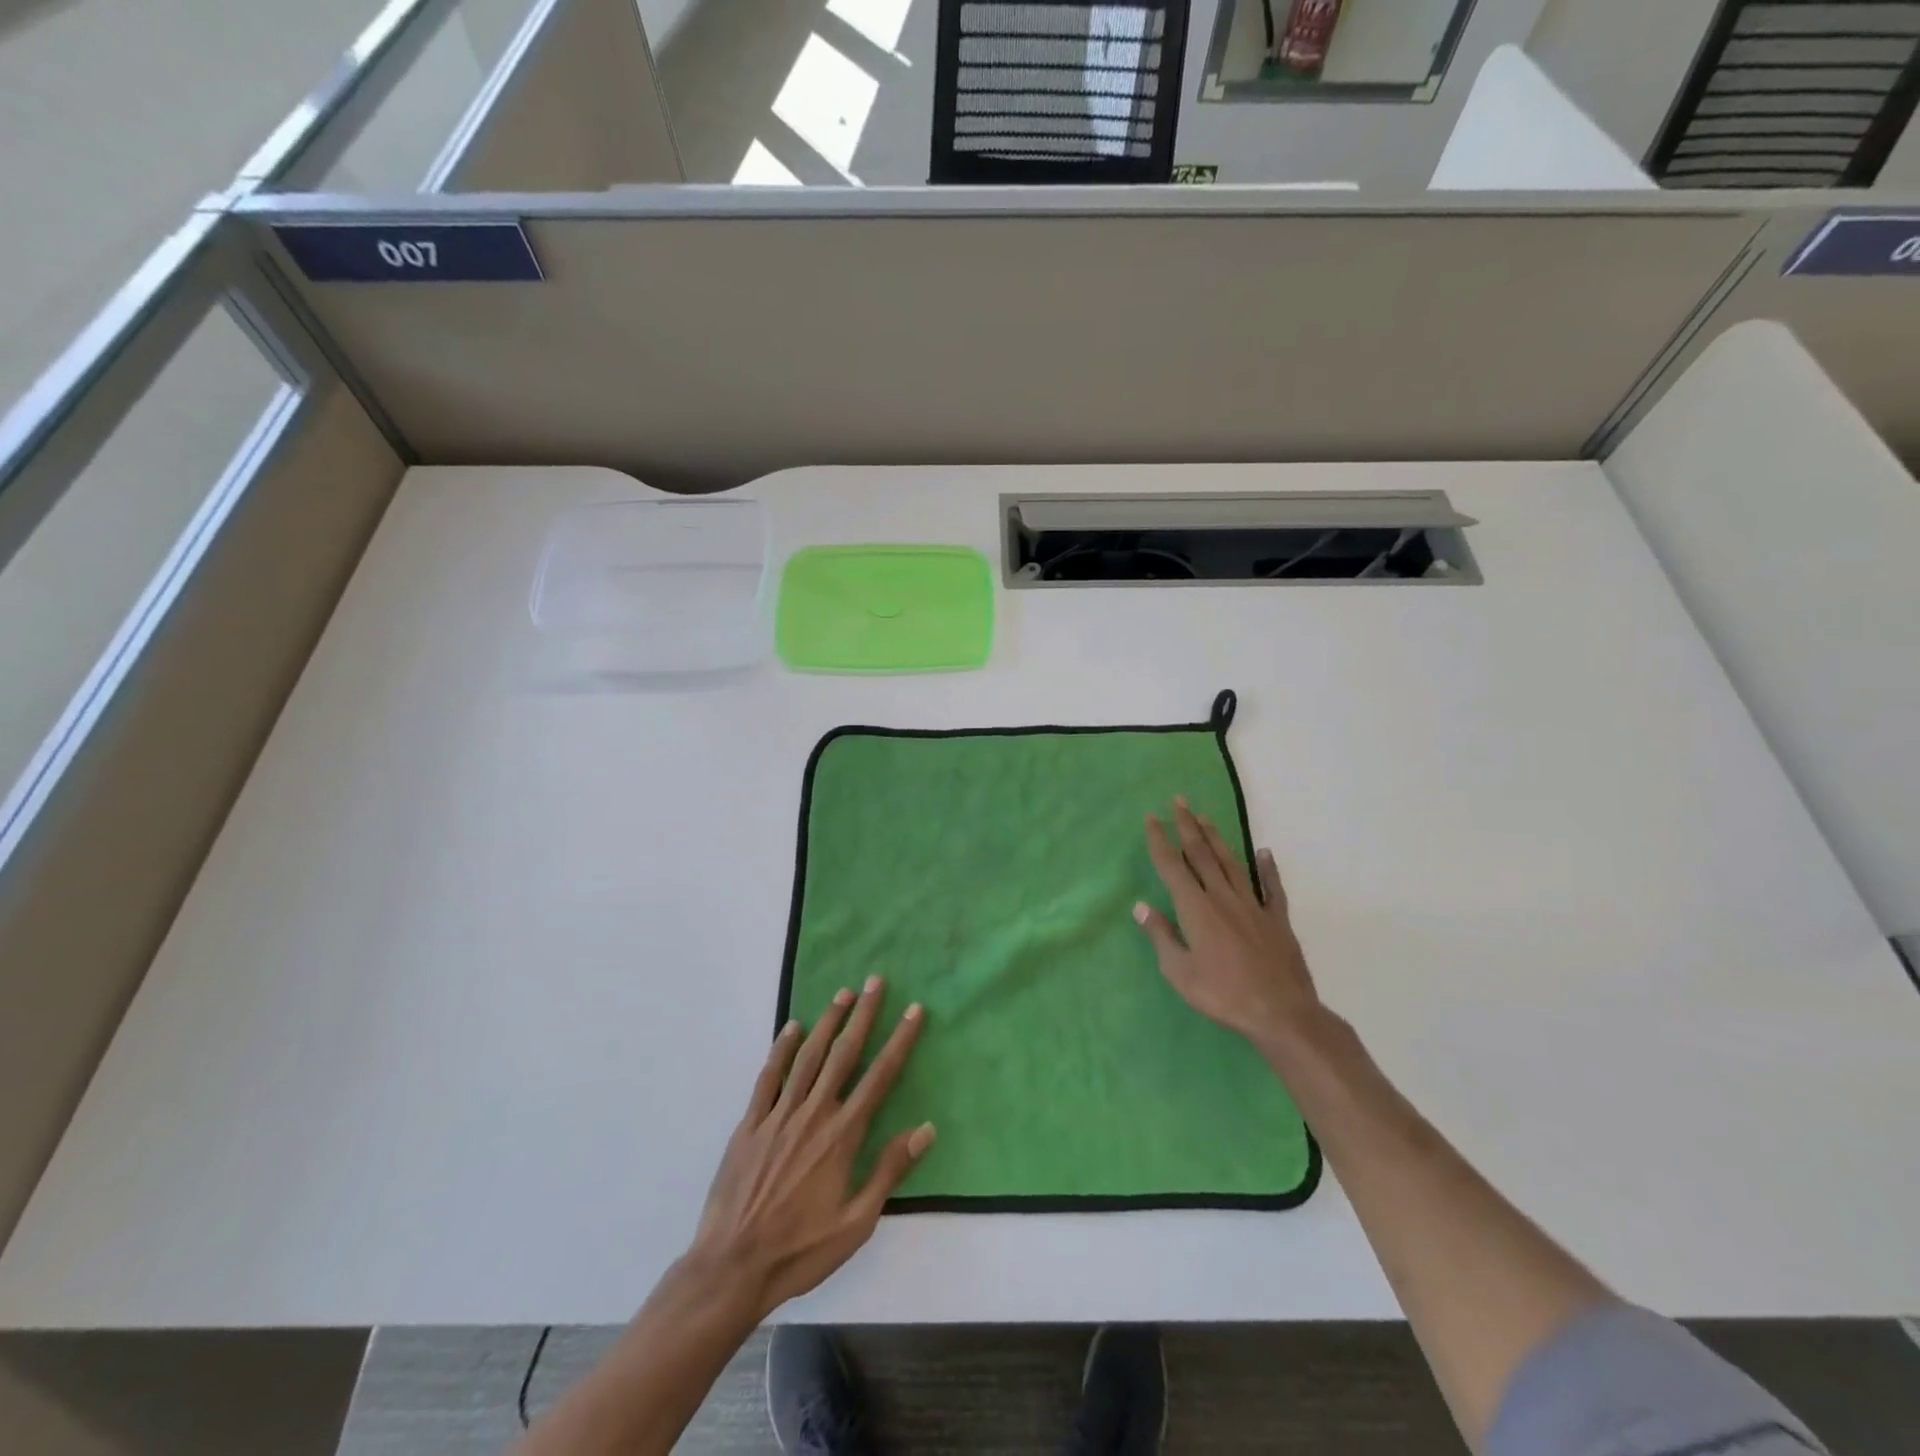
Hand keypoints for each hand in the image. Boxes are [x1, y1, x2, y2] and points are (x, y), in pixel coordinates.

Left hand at [687, 976, 932, 1320]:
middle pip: (844, 1054)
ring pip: (808, 1056)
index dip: (899, 1040)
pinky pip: (769, 1077)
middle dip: (862, 1015)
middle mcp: (813, 1113)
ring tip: (842, 993)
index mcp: (842, 1135)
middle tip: (875, 982)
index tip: (913, 1010)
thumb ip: (889, 1170)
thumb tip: (926, 1128)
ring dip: (827, 1022)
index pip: (879, 1076)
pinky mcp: (750, 1123)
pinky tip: (792, 1028)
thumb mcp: (856, 1222)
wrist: (732, 1267)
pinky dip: (781, 1049)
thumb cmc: (800, 1250)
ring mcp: (778, 1115)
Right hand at [1135, 798, 1318, 1054]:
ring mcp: (1253, 906)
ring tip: (1206, 818)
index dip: (1159, 840)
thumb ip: (1161, 936)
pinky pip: (1271, 887)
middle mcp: (1222, 898)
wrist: (1281, 1012)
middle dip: (1187, 826)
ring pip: (1231, 863)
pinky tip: (1265, 853)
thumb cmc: (1223, 994)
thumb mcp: (1180, 972)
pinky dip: (1268, 868)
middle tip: (1179, 800)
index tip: (1151, 818)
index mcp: (1196, 909)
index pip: (1172, 866)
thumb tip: (1141, 906)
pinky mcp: (1277, 919)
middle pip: (1201, 854)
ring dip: (1217, 838)